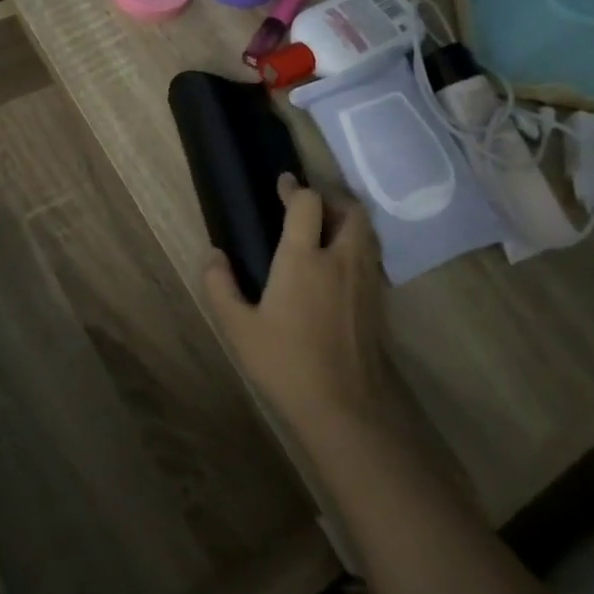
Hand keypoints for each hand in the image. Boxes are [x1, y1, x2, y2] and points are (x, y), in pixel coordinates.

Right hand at [203, 174, 400, 442]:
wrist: (345, 408)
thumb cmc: (286, 363)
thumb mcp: (239, 328)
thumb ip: (220, 287)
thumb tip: (214, 256)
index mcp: (304, 259)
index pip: (308, 204)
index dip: (295, 189)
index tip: (283, 185)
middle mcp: (341, 259)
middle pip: (350, 210)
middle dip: (331, 198)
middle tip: (310, 205)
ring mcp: (366, 280)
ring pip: (367, 232)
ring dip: (348, 220)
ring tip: (327, 229)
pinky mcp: (378, 301)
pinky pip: (372, 257)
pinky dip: (358, 246)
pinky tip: (339, 266)